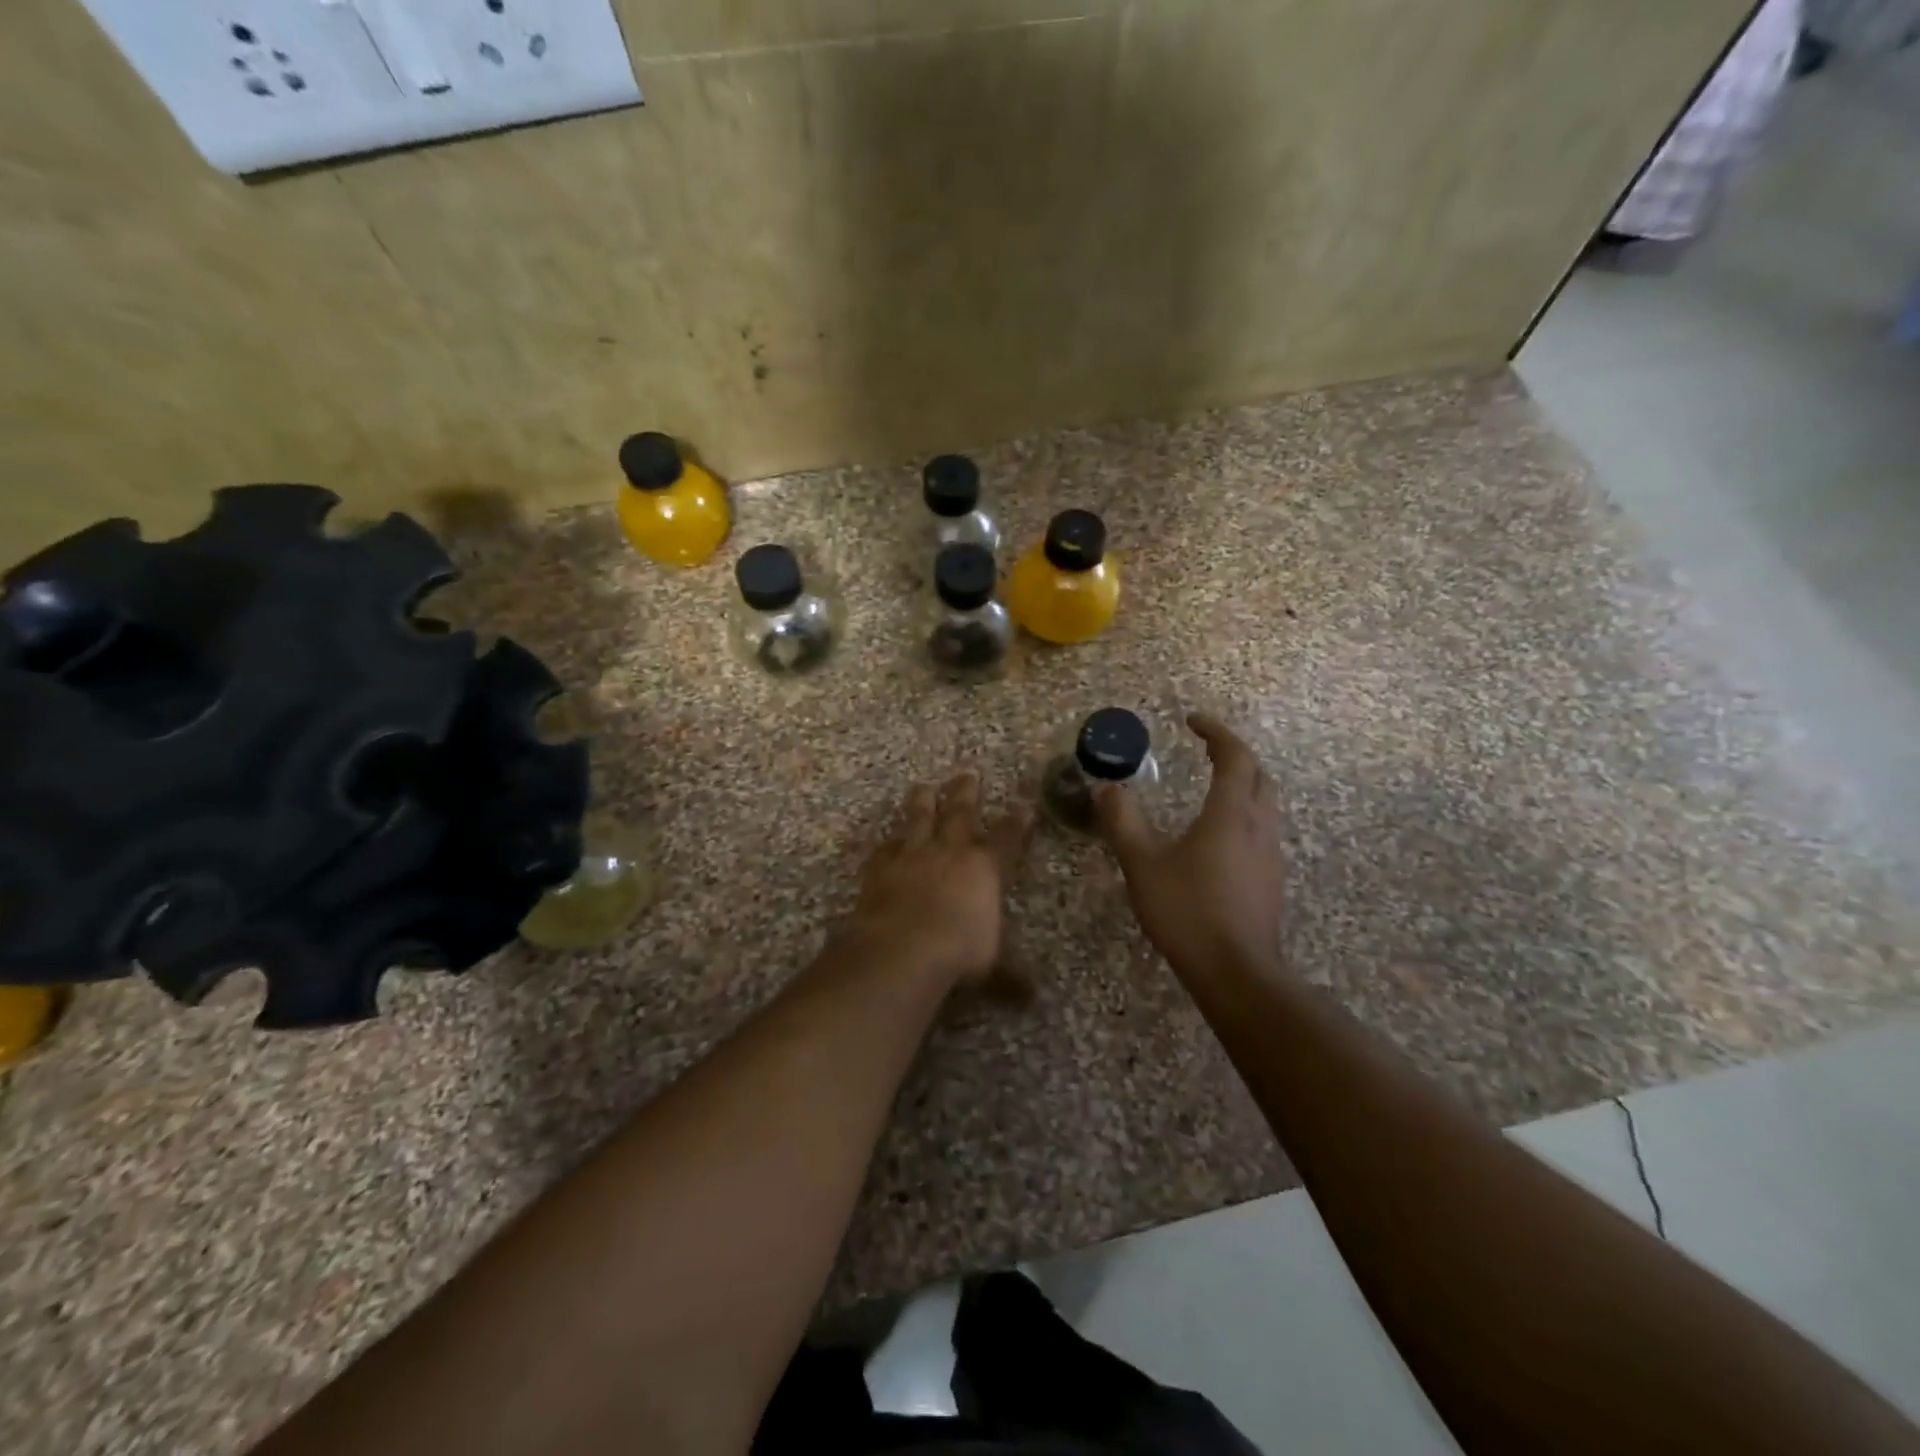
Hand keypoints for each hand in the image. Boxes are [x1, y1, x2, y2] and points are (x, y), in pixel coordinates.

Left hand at [847, 770, 1034, 988]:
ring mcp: (913, 856)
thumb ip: (1010, 977)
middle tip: (968, 773)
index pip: (1008, 838)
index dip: (1018, 822)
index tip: (1023, 804)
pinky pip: (885, 848)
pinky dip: (888, 842)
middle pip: (961, 813)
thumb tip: (1032, 998)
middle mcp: (950, 852)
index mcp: (985, 869)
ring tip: (924, 785)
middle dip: (966, 793)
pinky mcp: (881, 868)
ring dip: (923, 801)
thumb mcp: (992, 968)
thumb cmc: (958, 953)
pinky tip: (887, 838)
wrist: (902, 949)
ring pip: (919, 818)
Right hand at [1094, 714, 1287, 979]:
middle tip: (1205, 749)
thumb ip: (1122, 821)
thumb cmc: (1188, 910)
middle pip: (1258, 775)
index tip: (1192, 721)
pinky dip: (1243, 814)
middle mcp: (1258, 826)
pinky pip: (1262, 830)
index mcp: (1230, 813)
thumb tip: (1104, 788)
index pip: (1235, 756)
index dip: (1216, 732)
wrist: (1236, 972)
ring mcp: (1270, 854)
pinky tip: (1219, 836)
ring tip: (1212, 786)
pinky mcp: (1271, 880)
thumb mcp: (1142, 863)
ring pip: (1265, 803)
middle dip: (1234, 755)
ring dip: (1243, 784)